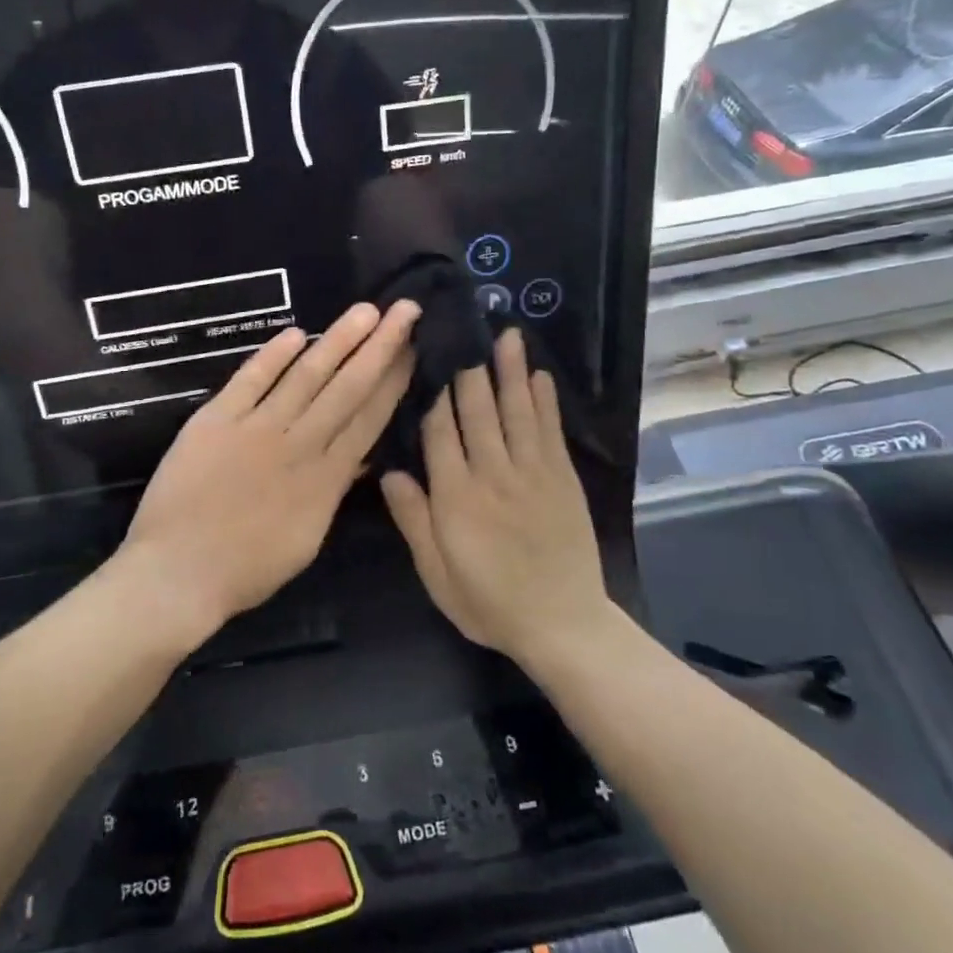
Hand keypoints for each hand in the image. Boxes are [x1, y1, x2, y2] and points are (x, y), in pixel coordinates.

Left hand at [116, 300, 419, 642]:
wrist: (179, 571)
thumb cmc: (246, 568)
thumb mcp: (306, 540)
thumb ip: (332, 492)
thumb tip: (359, 459)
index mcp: (325, 478)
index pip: (368, 418)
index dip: (393, 381)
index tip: (413, 348)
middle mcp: (298, 444)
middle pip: (347, 388)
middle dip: (380, 346)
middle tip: (405, 309)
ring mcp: (256, 428)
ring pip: (306, 376)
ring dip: (337, 340)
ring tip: (364, 311)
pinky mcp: (216, 419)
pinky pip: (250, 380)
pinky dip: (272, 356)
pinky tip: (295, 333)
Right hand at [380, 328, 608, 663]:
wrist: (561, 625)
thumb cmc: (489, 602)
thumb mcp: (436, 574)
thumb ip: (414, 521)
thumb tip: (390, 472)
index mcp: (456, 497)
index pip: (440, 432)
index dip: (433, 393)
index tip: (429, 359)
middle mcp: (493, 475)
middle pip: (478, 411)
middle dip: (470, 368)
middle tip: (465, 328)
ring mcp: (533, 473)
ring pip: (516, 411)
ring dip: (509, 371)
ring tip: (506, 334)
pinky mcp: (562, 479)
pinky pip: (550, 431)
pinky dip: (544, 401)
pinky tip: (539, 375)